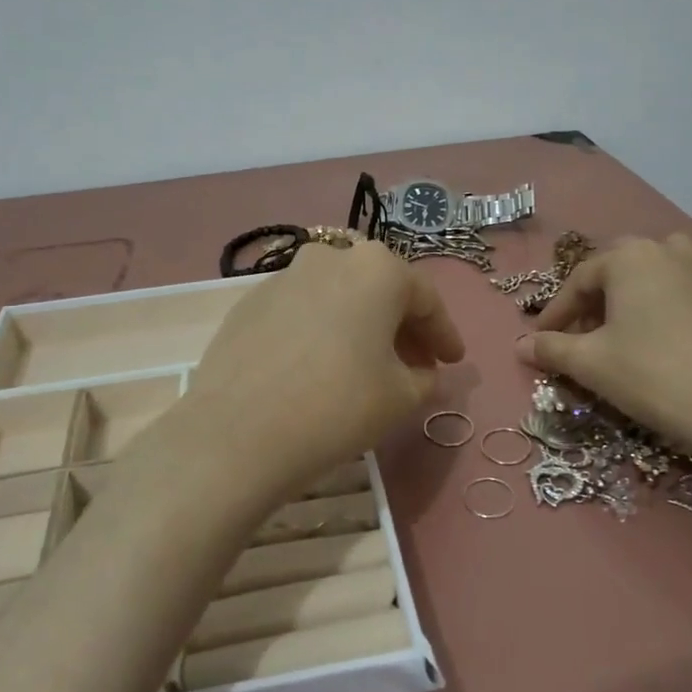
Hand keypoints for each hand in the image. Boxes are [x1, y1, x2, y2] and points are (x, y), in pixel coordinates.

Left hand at [183, 241, 465, 496]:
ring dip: (359, 326)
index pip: (425, 298)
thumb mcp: (401, 397)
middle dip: (401, 327)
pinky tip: (318, 367)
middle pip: (378, 291)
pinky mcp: (247, 304)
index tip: (453, 361)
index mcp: (376, 268)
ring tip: (366, 366)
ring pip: (337, 298)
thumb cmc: (338, 406)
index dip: (444, 334)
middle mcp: (329, 259)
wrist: (238, 433)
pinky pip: (300, 313)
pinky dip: (319, 332)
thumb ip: (422, 376)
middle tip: (416, 364)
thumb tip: (417, 369)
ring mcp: (283, 277)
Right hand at [517, 234, 691, 478]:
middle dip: (598, 300)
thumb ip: (550, 348)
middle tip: (585, 335)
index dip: (556, 312)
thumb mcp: (590, 364)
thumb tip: (520, 345)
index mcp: (630, 258)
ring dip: (646, 290)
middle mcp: (671, 251)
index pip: (579, 281)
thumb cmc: (653, 377)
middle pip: (622, 269)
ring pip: (667, 269)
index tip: (541, 340)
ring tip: (636, 323)